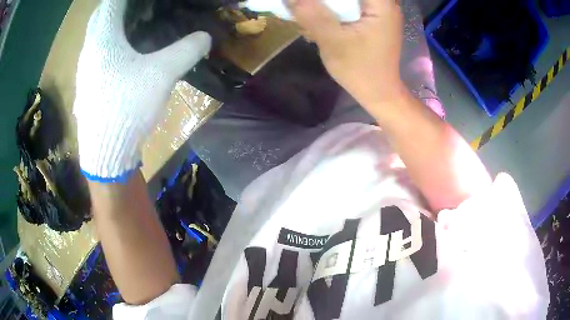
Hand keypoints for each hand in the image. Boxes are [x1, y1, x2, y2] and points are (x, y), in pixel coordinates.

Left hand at [74, 0, 210, 181]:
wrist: (106, 153)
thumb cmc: (126, 107)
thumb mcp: (161, 75)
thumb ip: (186, 50)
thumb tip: (205, 37)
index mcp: (103, 39)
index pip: (111, 2)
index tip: (144, 0)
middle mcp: (88, 50)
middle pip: (100, 16)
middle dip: (118, 6)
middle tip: (138, 8)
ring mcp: (85, 70)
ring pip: (95, 36)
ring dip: (111, 26)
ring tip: (132, 25)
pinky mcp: (87, 85)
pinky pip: (95, 54)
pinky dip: (107, 45)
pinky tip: (121, 55)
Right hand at [288, 0, 403, 105]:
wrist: (378, 92)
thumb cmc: (360, 70)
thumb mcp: (333, 42)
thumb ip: (312, 15)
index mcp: (381, 4)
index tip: (312, 2)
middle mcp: (385, 3)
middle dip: (325, 0)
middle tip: (306, 6)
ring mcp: (380, 11)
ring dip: (328, 3)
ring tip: (309, 12)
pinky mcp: (374, 18)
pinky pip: (351, 5)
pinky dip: (335, 8)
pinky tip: (320, 17)